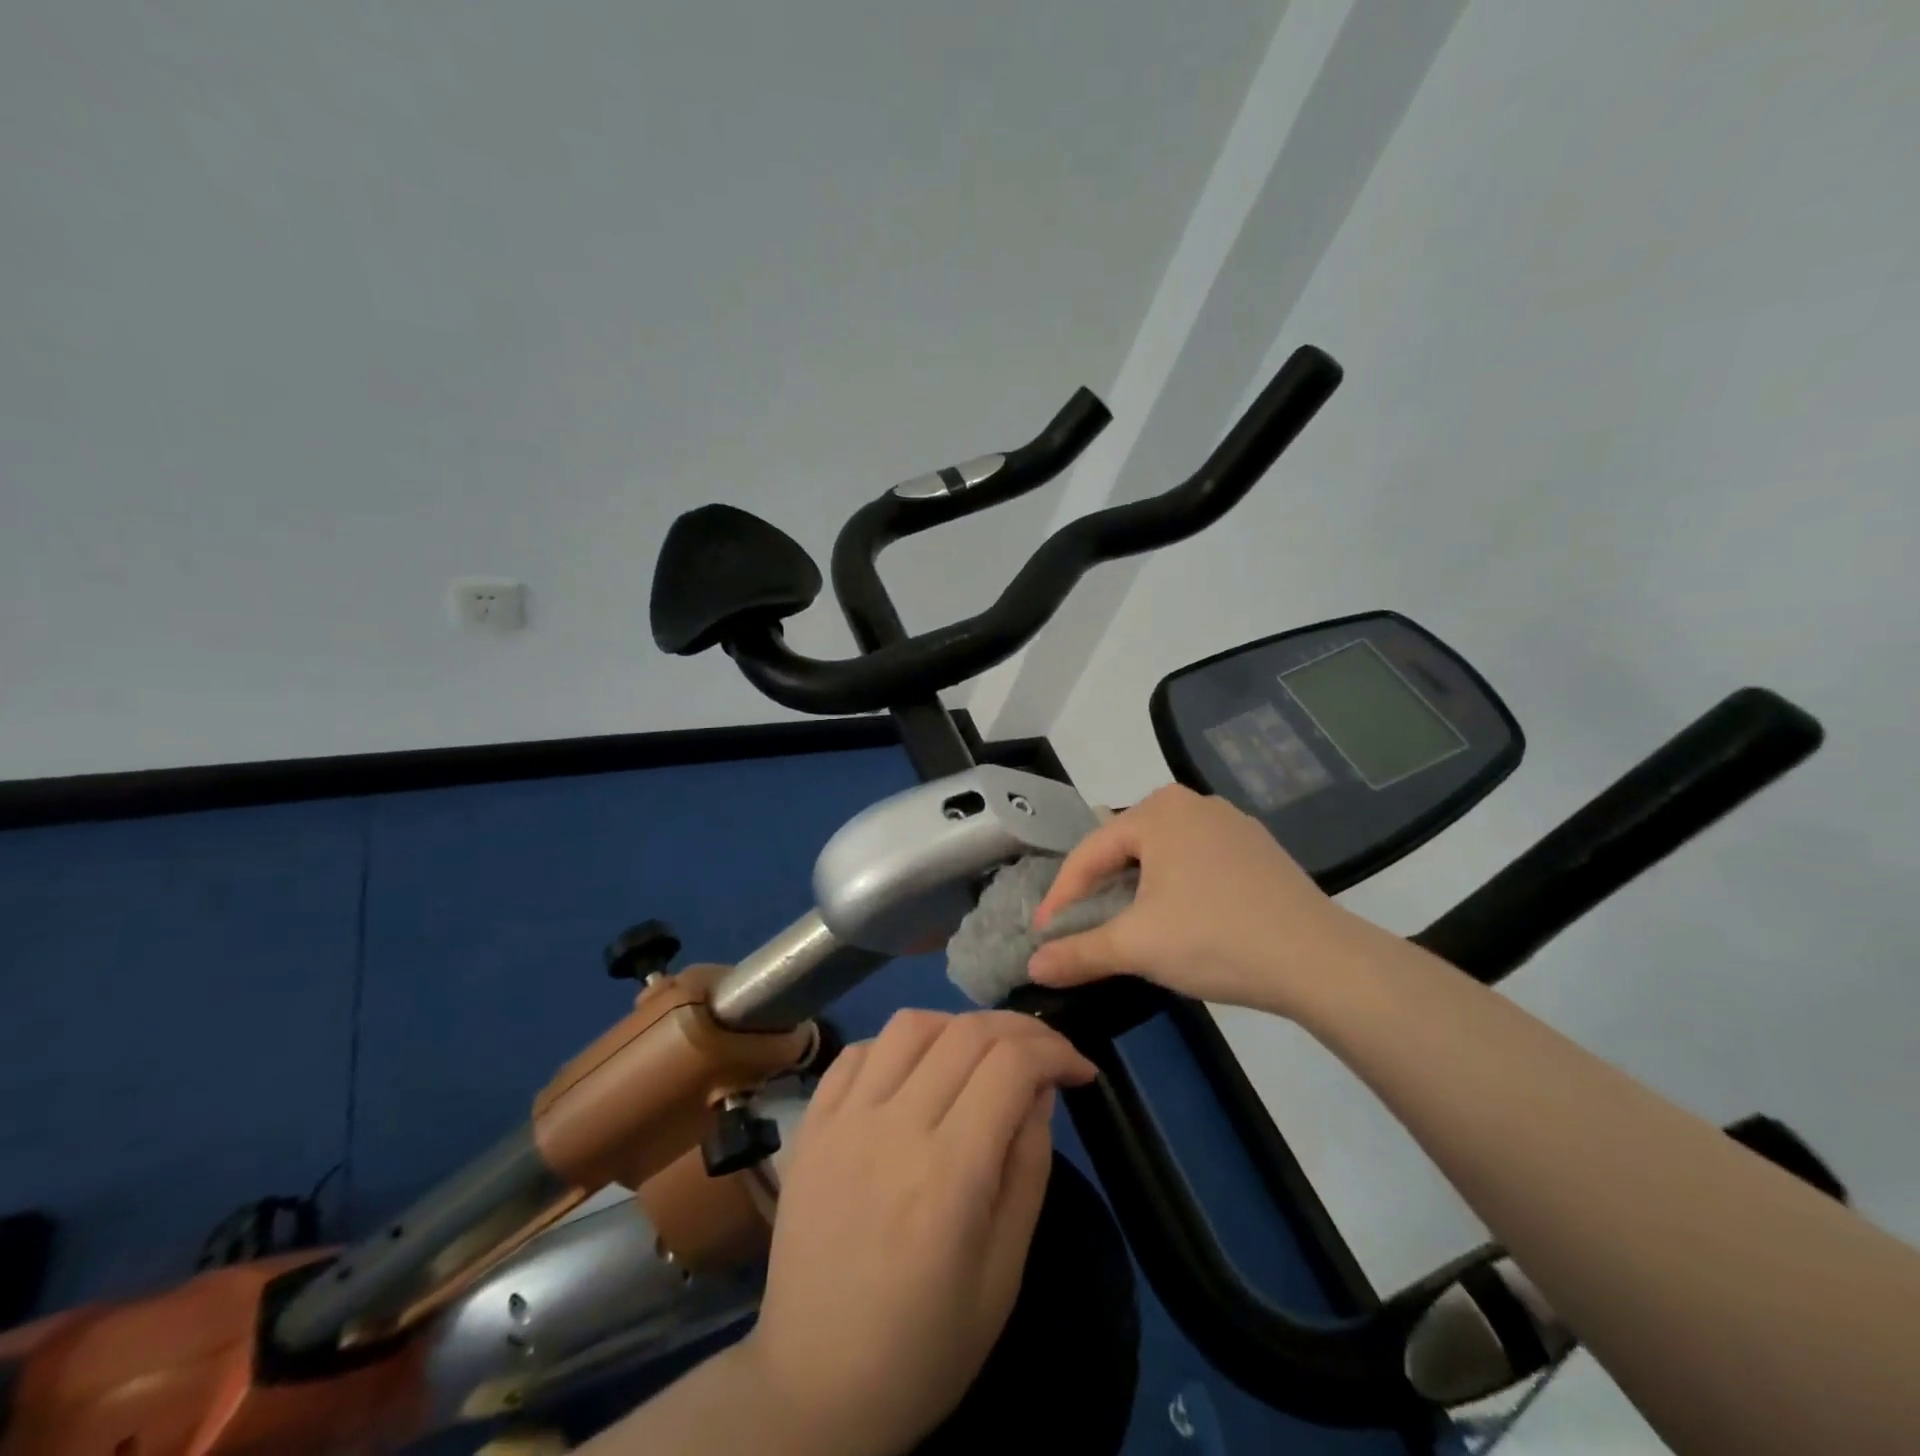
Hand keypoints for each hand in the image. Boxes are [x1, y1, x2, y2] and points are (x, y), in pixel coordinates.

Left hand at [738, 1009, 1096, 1455]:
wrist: (815, 1387)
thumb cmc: (925, 1346)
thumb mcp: (1004, 1272)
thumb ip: (1028, 1166)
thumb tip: (1040, 1086)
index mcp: (948, 1175)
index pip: (1011, 1065)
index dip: (1055, 1051)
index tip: (1080, 1069)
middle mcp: (892, 1129)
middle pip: (966, 1032)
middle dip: (1020, 1029)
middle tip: (1044, 1053)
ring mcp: (842, 1120)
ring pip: (910, 1025)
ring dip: (958, 1026)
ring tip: (979, 1057)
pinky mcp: (811, 1124)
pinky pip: (857, 1051)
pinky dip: (897, 1045)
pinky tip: (915, 1072)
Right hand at [1026, 784, 1374, 1015]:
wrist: (1319, 960)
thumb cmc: (1214, 939)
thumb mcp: (1136, 947)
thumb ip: (1078, 952)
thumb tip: (1032, 967)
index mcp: (1157, 811)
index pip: (1090, 852)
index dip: (1062, 896)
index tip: (1043, 934)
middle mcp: (1192, 803)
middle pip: (1125, 847)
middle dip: (1099, 887)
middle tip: (1082, 925)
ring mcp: (1230, 823)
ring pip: (1162, 853)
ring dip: (1136, 887)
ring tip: (1126, 923)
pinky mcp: (1257, 848)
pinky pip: (1196, 861)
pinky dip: (1175, 886)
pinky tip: (1181, 918)